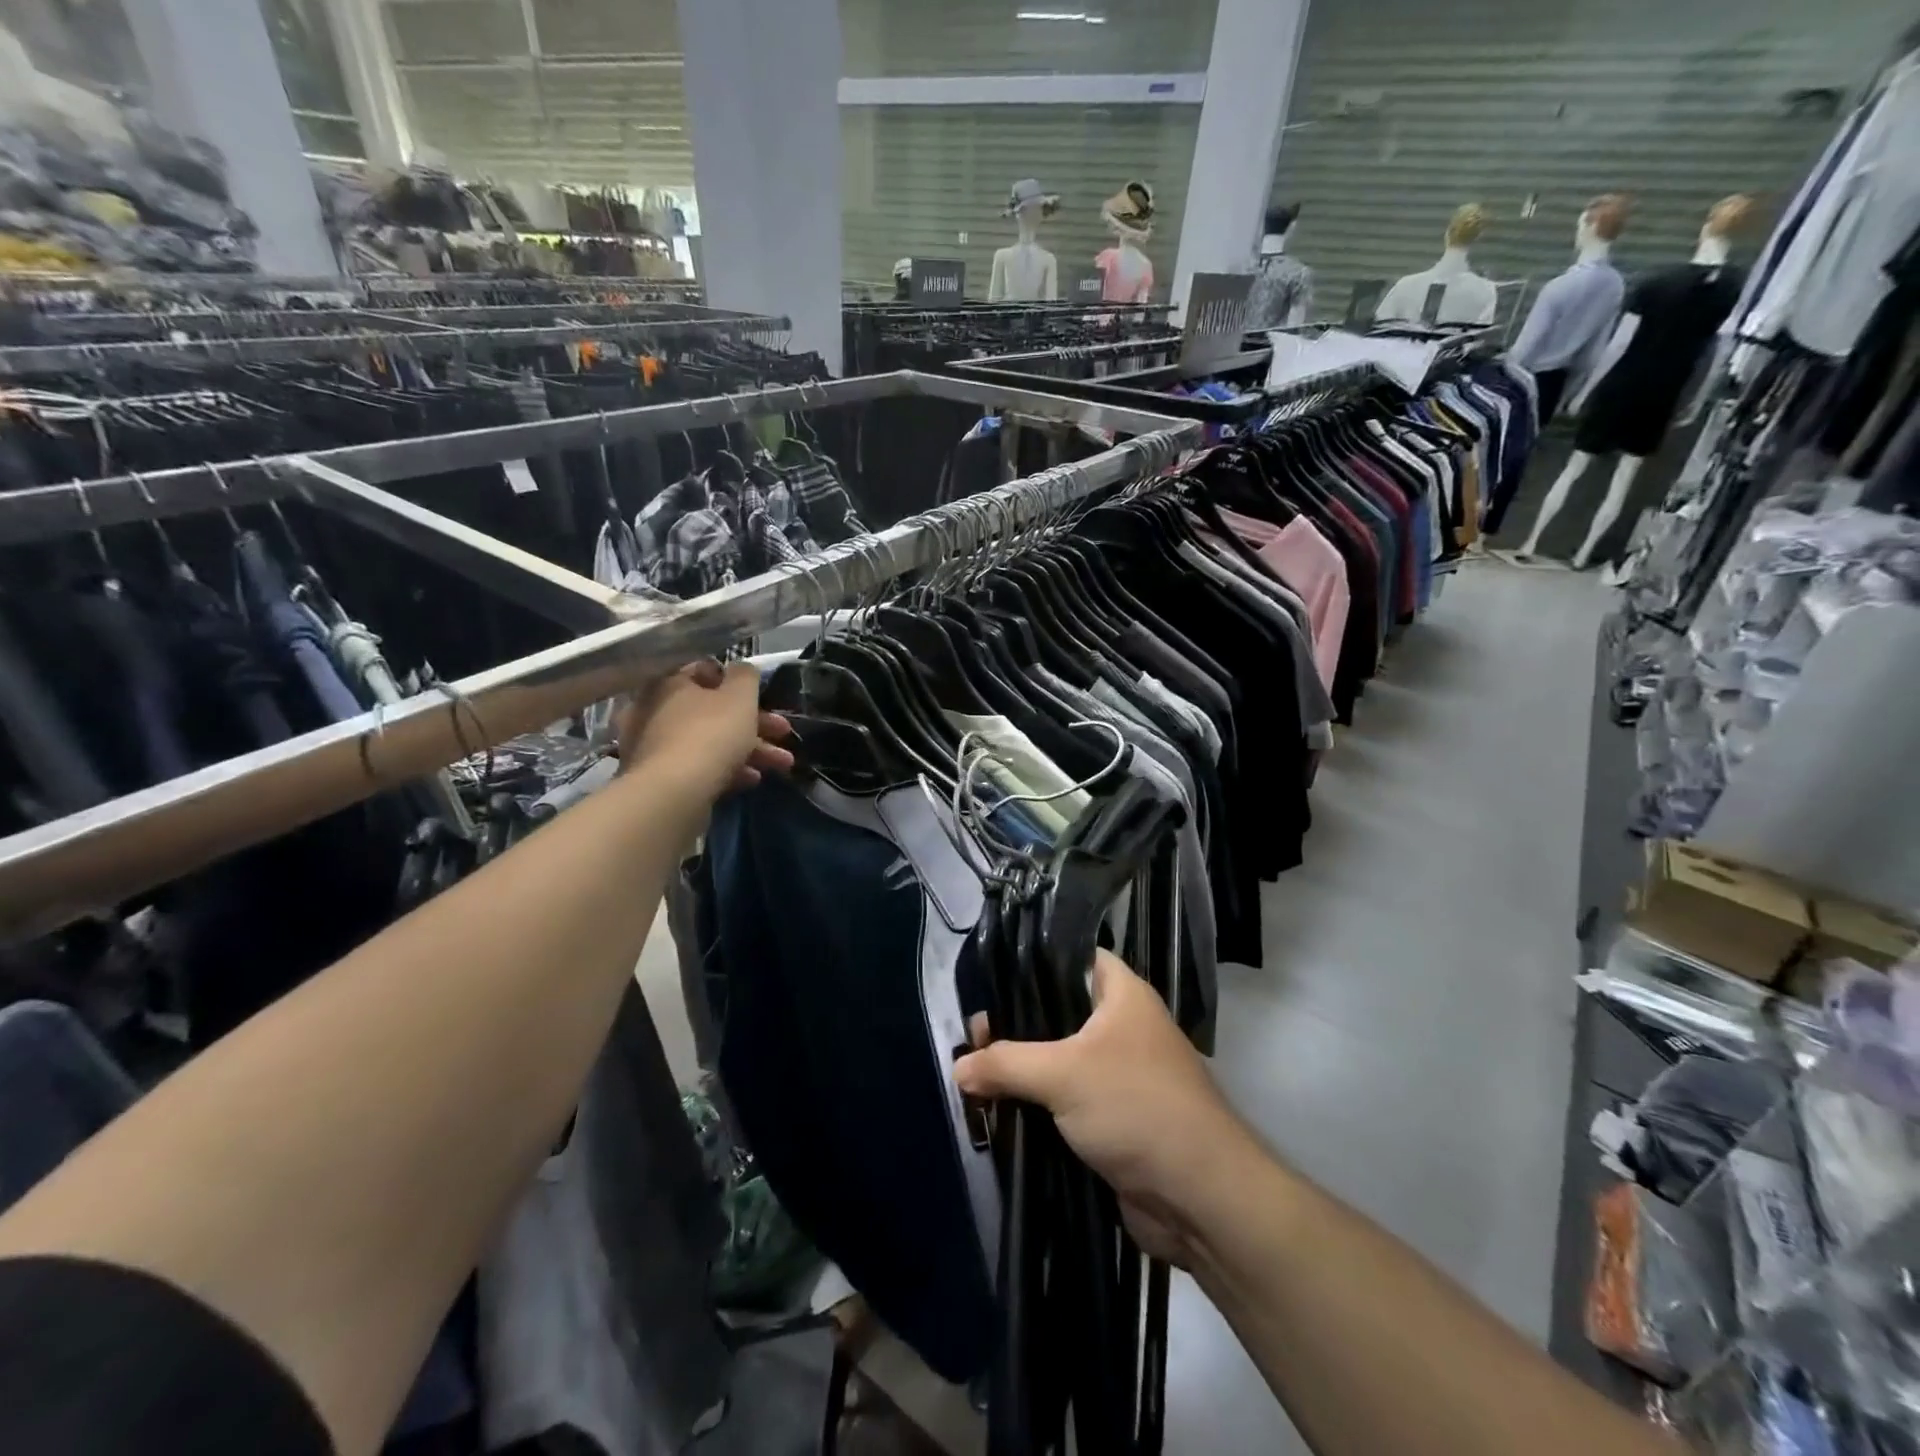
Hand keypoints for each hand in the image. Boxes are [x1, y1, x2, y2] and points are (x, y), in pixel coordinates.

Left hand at [617, 660, 793, 800]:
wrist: (675, 793)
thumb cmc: (711, 733)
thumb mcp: (740, 696)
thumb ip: (746, 676)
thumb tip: (742, 668)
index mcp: (670, 683)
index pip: (705, 671)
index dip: (738, 682)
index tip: (762, 696)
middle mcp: (656, 710)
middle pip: (713, 711)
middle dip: (756, 723)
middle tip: (784, 732)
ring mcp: (655, 746)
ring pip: (711, 741)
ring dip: (751, 749)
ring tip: (783, 764)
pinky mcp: (661, 778)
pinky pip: (701, 766)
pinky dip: (728, 769)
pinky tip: (753, 779)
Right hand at [955, 951, 1251, 1266]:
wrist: (1200, 1197)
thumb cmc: (1136, 1107)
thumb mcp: (1062, 1074)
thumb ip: (1004, 1064)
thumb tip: (958, 1069)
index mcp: (1122, 994)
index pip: (1070, 957)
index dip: (1030, 964)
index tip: (988, 982)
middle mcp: (1122, 1026)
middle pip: (1057, 1011)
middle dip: (1016, 1025)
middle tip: (973, 1038)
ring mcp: (1119, 1073)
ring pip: (1059, 1058)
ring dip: (1023, 1070)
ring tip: (976, 1073)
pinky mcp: (1114, 1117)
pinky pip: (1066, 1098)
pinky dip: (1037, 1104)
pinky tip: (1000, 1109)